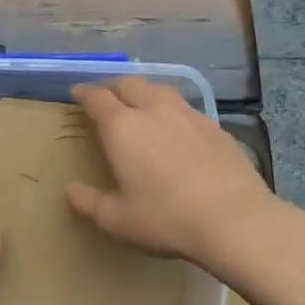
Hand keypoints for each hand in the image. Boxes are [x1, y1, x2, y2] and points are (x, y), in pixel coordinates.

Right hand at [67, 77, 285, 271]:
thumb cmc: (167, 219)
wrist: (234, 219)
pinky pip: (185, 107)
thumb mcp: (118, 220)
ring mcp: (187, 114)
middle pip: (129, 84)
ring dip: (144, 92)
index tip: (77, 93)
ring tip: (141, 104)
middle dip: (113, 87)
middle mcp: (153, 110)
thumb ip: (89, 202)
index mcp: (123, 127)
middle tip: (106, 97)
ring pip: (159, 89)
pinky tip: (177, 127)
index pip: (97, 97)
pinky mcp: (214, 125)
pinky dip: (171, 110)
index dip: (84, 93)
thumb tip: (70, 190)